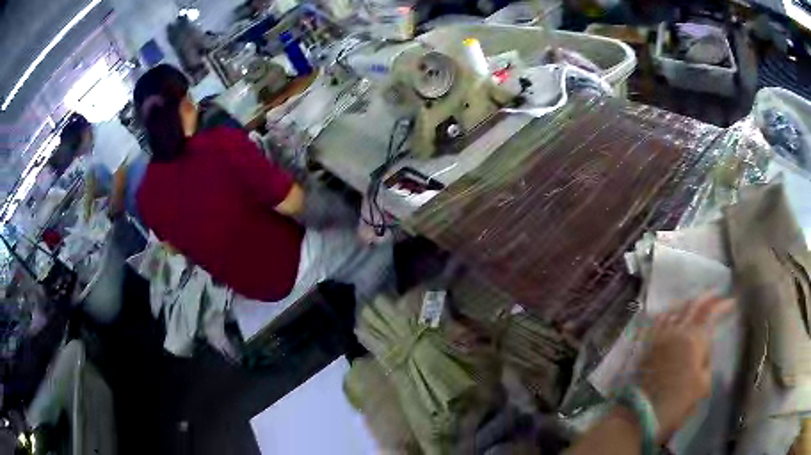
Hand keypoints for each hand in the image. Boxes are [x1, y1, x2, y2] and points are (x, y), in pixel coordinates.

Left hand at [637, 295, 733, 443]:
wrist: (639, 416)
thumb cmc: (676, 404)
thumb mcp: (702, 386)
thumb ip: (706, 361)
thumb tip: (703, 349)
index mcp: (693, 338)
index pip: (710, 312)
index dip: (722, 305)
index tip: (732, 302)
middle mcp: (676, 331)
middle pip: (692, 305)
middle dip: (706, 298)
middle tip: (717, 296)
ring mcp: (659, 337)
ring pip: (675, 309)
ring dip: (688, 303)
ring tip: (697, 303)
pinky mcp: (646, 346)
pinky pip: (659, 321)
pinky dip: (669, 313)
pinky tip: (672, 314)